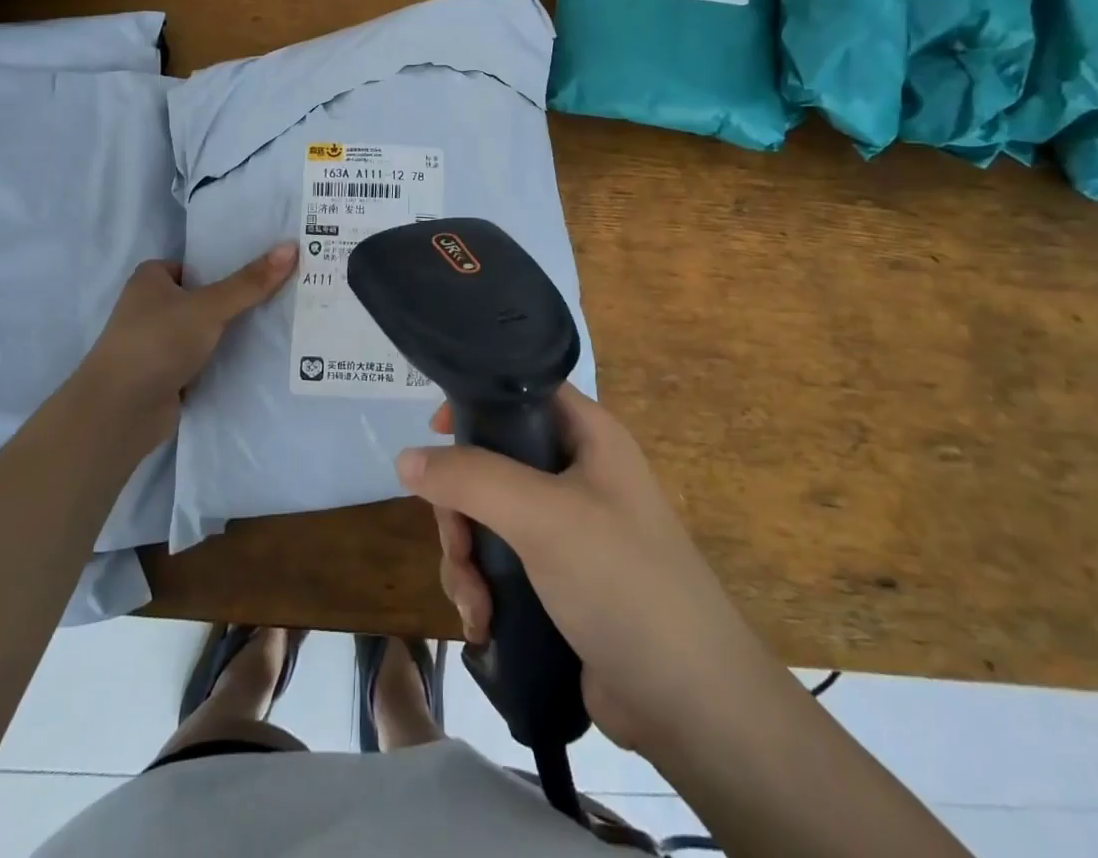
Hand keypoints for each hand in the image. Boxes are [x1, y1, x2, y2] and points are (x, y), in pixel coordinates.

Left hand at [75, 243, 296, 446]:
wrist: (120, 412)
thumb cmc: (157, 343)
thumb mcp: (209, 307)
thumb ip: (250, 282)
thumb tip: (291, 247)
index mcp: (150, 280)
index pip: (195, 265)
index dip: (225, 266)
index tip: (264, 270)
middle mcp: (150, 308)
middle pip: (203, 297)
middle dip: (235, 300)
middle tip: (280, 295)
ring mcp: (157, 344)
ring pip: (204, 330)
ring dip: (230, 332)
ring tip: (278, 323)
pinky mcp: (166, 375)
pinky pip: (203, 358)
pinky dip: (222, 359)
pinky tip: (256, 358)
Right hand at [397, 387, 780, 760]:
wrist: (690, 705)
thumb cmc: (623, 583)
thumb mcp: (542, 516)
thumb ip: (470, 478)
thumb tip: (406, 459)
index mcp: (588, 436)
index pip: (521, 392)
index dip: (476, 402)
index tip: (435, 433)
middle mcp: (577, 473)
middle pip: (492, 462)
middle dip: (461, 509)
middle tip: (458, 547)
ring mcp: (567, 529)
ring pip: (488, 517)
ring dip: (466, 558)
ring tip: (473, 604)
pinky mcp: (558, 580)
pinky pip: (500, 563)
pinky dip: (482, 589)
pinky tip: (482, 624)